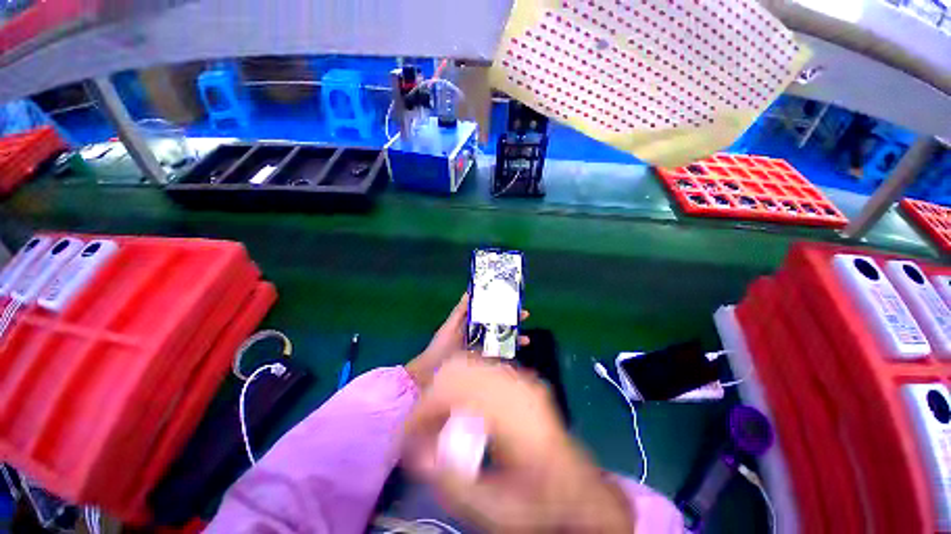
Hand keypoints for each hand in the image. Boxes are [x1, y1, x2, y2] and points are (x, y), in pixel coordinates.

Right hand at [404, 358, 633, 531]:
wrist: (578, 489)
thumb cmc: (539, 501)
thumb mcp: (494, 508)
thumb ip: (451, 481)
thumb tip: (416, 453)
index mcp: (510, 412)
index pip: (453, 389)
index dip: (423, 408)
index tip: (408, 435)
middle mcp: (515, 385)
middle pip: (459, 367)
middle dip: (433, 394)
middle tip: (423, 425)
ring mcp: (520, 378)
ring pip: (470, 363)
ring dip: (448, 386)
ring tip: (440, 417)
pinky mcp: (522, 380)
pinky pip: (483, 369)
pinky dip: (464, 383)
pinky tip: (463, 410)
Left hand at [406, 294, 528, 387]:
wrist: (432, 375)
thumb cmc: (440, 347)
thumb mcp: (449, 327)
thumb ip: (460, 311)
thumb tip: (469, 292)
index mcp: (470, 324)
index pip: (488, 312)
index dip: (499, 306)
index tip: (511, 300)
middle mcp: (478, 335)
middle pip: (498, 325)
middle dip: (512, 320)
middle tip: (525, 315)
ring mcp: (482, 349)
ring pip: (501, 340)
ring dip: (514, 338)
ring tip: (527, 338)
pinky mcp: (484, 363)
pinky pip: (499, 356)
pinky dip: (509, 354)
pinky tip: (517, 353)